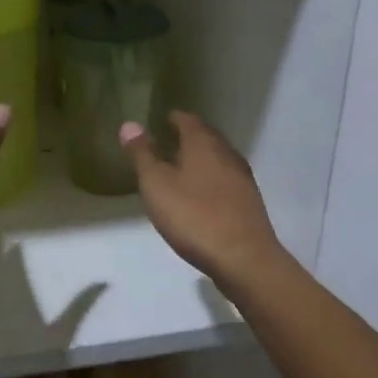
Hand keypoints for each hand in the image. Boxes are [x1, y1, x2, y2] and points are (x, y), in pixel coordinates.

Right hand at [121, 111, 285, 285]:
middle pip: (206, 136)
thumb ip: (142, 154)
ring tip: (180, 170)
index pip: (187, 120)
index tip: (160, 122)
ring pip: (217, 158)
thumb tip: (129, 124)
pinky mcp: (248, 201)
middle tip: (166, 144)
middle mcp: (226, 153)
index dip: (173, 119)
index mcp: (203, 143)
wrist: (243, 258)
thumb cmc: (193, 216)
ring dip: (200, 159)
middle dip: (187, 137)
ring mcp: (241, 177)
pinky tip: (200, 196)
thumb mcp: (156, 184)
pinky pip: (225, 179)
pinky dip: (210, 179)